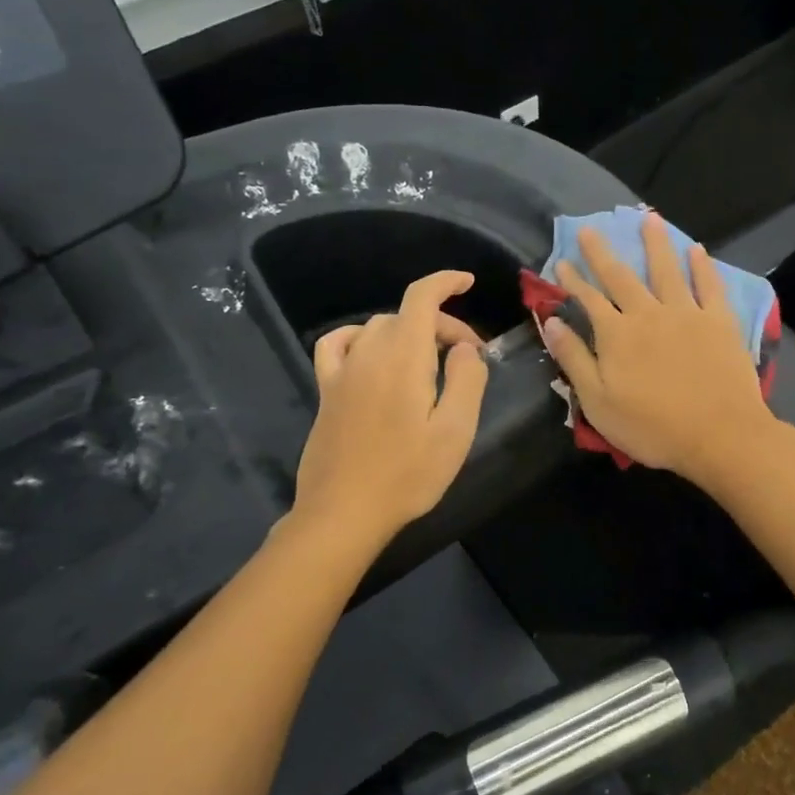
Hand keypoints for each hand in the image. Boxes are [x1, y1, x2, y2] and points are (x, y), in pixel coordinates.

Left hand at [294, 271, 490, 546]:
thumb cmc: (407, 474)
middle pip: (407, 317)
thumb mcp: (455, 431)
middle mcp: (368, 353)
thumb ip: (466, 381)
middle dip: (442, 326)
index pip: (421, 298)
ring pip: (378, 328)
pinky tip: (369, 352)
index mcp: (403, 358)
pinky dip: (359, 337)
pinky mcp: (326, 391)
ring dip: (408, 333)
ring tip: (429, 361)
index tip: (467, 282)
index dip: (445, 282)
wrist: (344, 512)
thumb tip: (464, 350)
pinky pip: (338, 344)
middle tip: (468, 360)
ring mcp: (342, 371)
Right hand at [543, 212, 779, 483]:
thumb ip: (574, 359)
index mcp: (617, 335)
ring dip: (656, 244)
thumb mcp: (599, 402)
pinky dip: (702, 266)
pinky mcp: (720, 322)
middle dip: (602, 253)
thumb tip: (550, 322)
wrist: (720, 435)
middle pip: (621, 277)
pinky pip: (709, 286)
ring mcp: (687, 314)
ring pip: (667, 270)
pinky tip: (697, 250)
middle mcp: (649, 314)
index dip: (572, 281)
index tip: (561, 261)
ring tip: (650, 219)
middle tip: (590, 228)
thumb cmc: (653, 427)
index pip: (588, 300)